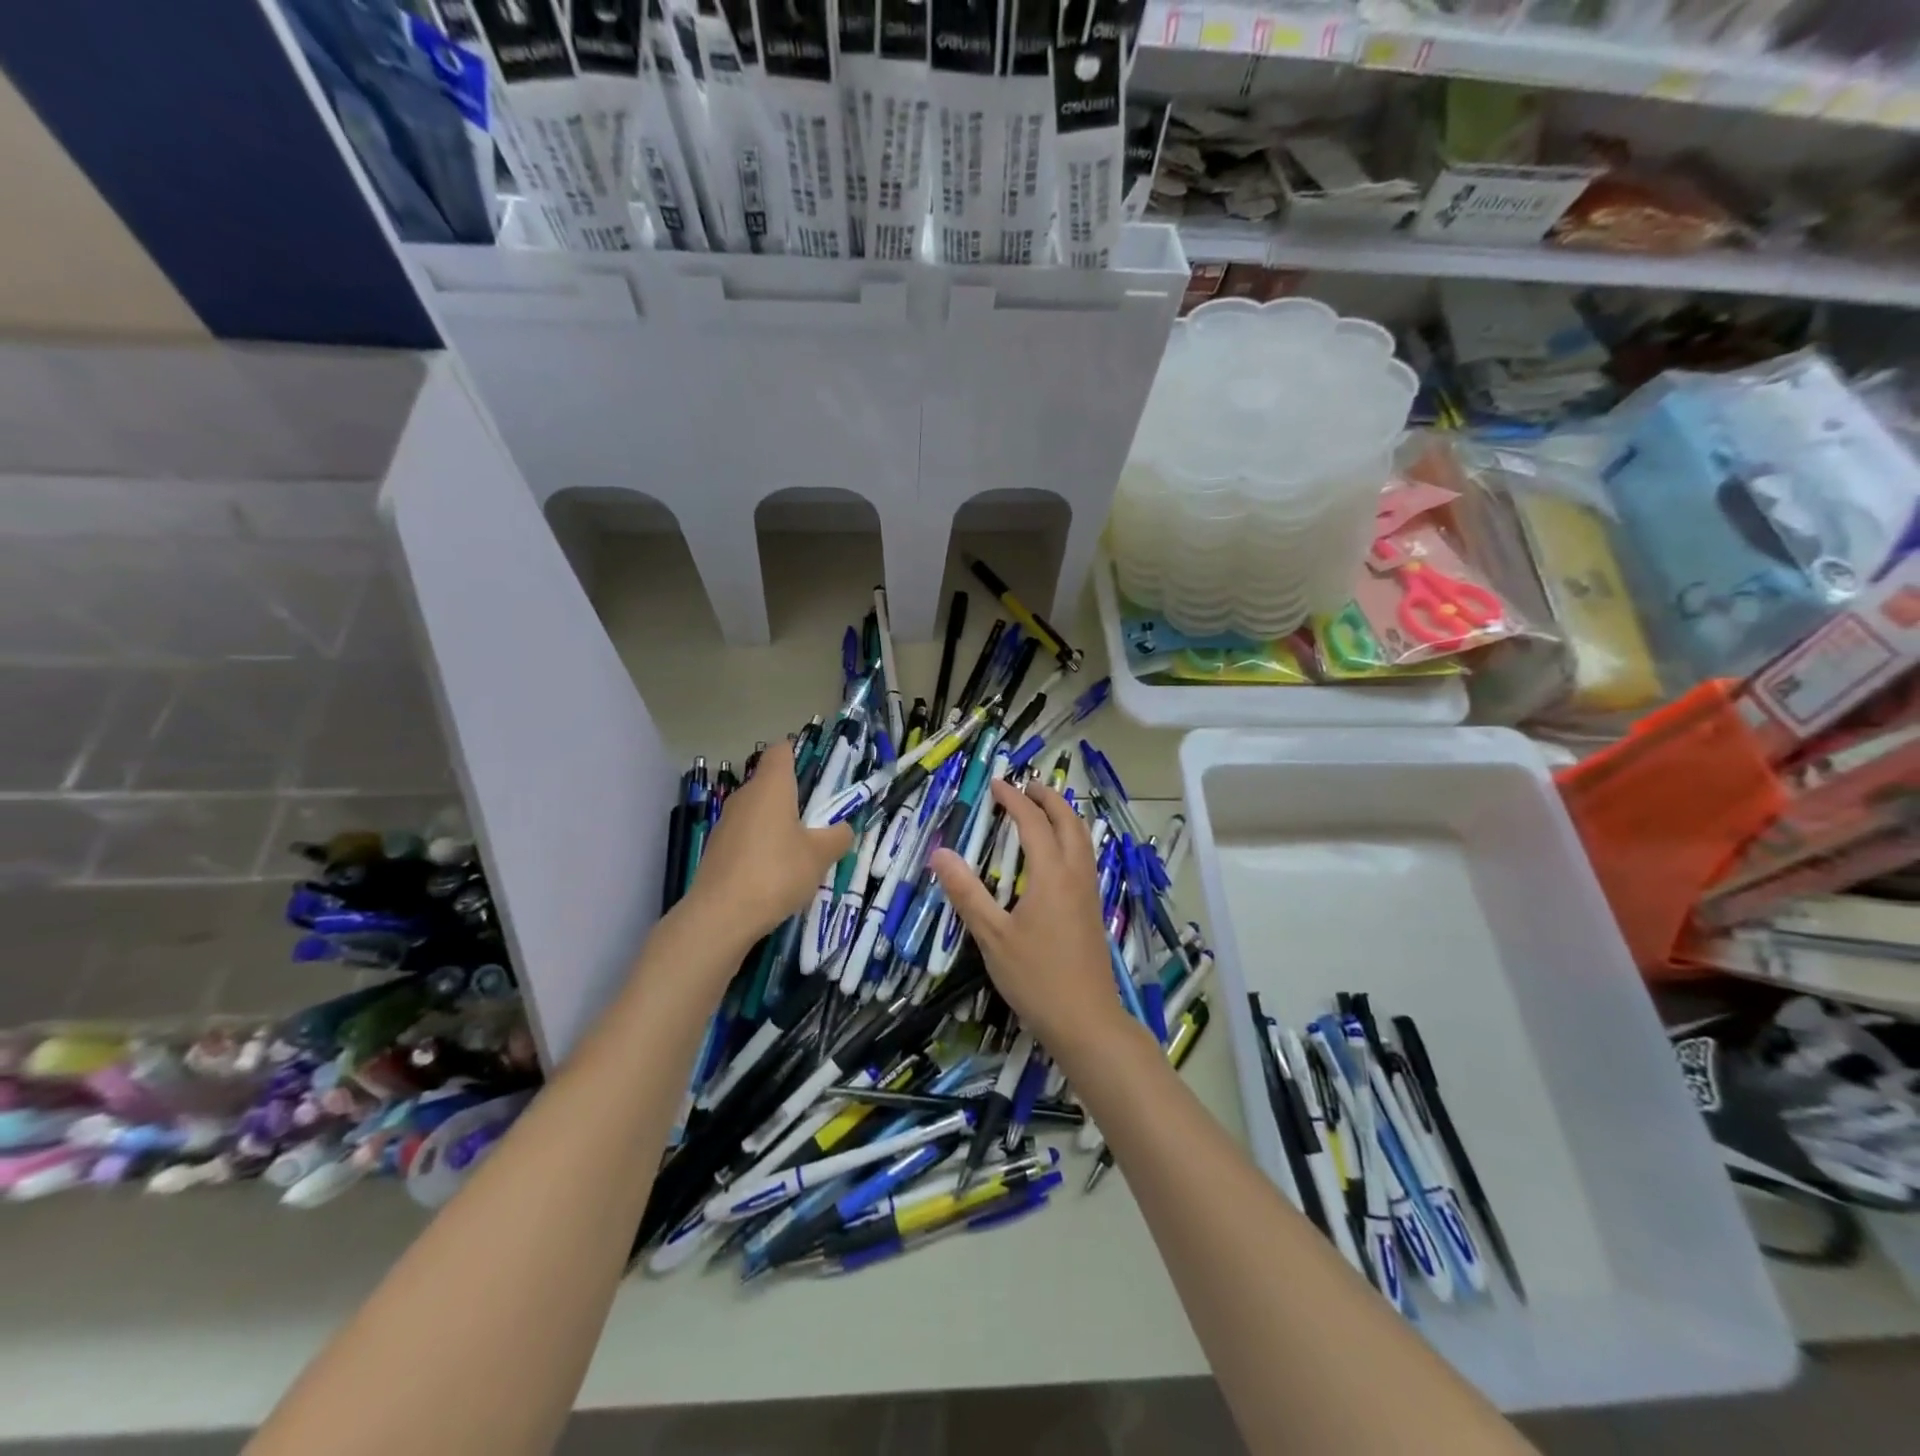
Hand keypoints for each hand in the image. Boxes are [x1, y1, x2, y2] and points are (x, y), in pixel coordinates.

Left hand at [686, 740, 852, 942]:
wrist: (720, 916)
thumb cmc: (776, 873)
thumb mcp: (820, 856)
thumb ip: (837, 836)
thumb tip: (842, 828)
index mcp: (771, 787)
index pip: (781, 751)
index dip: (799, 754)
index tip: (818, 772)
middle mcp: (745, 796)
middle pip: (770, 782)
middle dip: (794, 795)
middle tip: (820, 818)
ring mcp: (726, 823)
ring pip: (758, 811)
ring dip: (778, 823)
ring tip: (801, 849)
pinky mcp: (717, 849)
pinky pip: (746, 835)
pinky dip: (762, 845)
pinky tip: (776, 872)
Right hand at [930, 779, 1129, 1054]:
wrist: (1086, 1020)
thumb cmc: (1036, 977)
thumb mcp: (992, 936)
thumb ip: (967, 893)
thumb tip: (940, 853)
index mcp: (1052, 875)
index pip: (1033, 823)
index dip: (1015, 800)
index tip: (996, 785)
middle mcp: (1076, 875)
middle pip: (1068, 822)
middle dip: (1048, 798)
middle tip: (1024, 786)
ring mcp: (1090, 892)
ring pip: (1083, 838)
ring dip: (1063, 816)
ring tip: (1042, 809)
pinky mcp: (1094, 909)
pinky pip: (1085, 856)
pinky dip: (1070, 837)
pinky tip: (1057, 853)